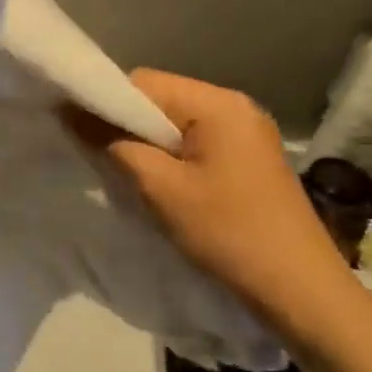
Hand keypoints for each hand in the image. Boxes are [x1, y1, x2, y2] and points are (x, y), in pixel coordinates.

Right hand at [88, 69, 362, 337]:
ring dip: (146, 143)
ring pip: (175, 124)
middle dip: (125, 124)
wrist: (299, 289)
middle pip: (160, 99)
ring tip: (124, 172)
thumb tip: (72, 113)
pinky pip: (195, 143)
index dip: (105, 102)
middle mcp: (235, 107)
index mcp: (218, 103)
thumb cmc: (227, 232)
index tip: (75, 130)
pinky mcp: (248, 159)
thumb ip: (113, 144)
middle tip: (97, 156)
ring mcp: (246, 133)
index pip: (143, 83)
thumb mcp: (160, 188)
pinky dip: (169, 156)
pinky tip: (157, 183)